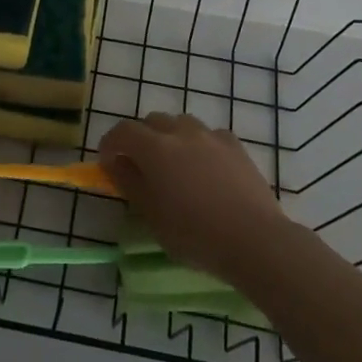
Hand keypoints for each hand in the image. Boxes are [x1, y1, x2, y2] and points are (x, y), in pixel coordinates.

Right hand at [98, 113, 290, 285]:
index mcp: (155, 148)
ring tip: (175, 167)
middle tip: (140, 166)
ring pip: (181, 124)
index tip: (107, 162)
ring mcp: (210, 135)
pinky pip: (208, 135)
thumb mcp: (151, 216)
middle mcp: (181, 132)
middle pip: (152, 122)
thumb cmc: (195, 234)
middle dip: (140, 139)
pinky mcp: (234, 145)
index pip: (122, 131)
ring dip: (170, 138)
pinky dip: (199, 145)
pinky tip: (206, 169)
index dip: (110, 143)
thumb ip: (129, 183)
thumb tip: (115, 163)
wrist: (254, 239)